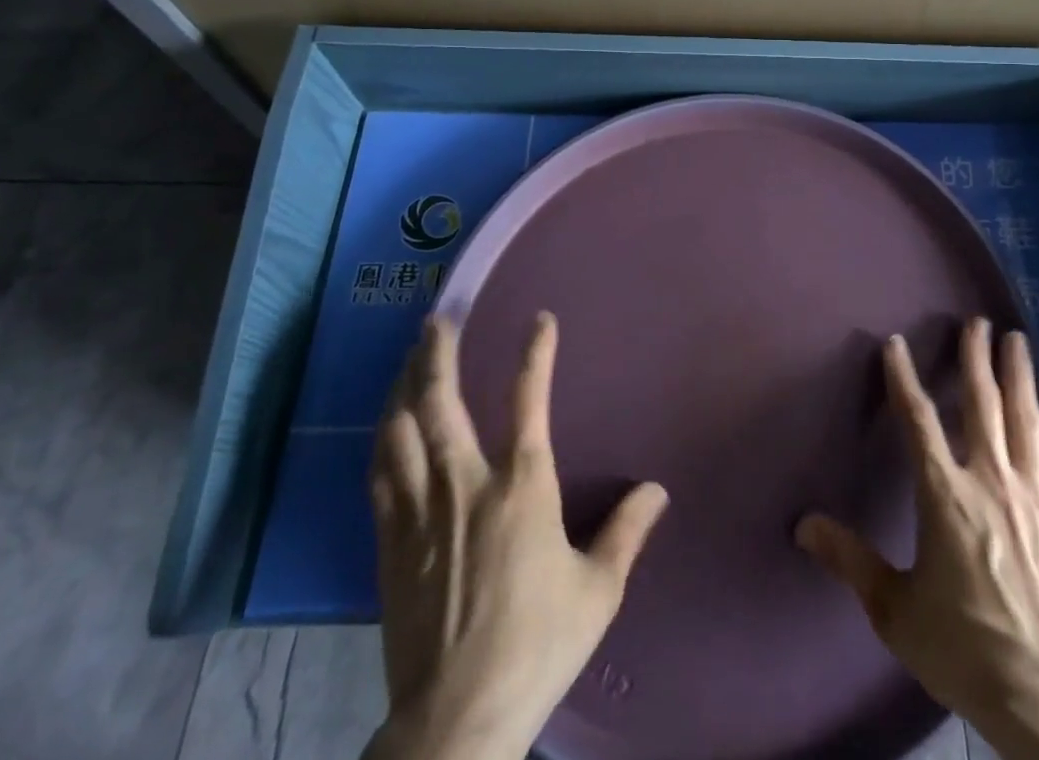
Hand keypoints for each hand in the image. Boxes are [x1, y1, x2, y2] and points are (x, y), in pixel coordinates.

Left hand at [365, 313, 669, 759]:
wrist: (455, 723)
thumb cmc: (536, 647)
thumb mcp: (597, 591)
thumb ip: (626, 532)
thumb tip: (657, 490)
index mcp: (523, 488)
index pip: (528, 399)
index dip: (536, 352)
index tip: (541, 319)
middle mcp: (466, 484)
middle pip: (442, 401)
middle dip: (438, 353)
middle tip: (437, 318)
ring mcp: (421, 511)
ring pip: (402, 431)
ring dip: (403, 387)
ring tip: (407, 357)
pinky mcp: (390, 544)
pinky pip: (380, 475)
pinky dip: (384, 439)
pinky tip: (386, 426)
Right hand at [796, 318, 1038, 759]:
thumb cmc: (963, 647)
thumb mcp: (894, 608)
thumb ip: (850, 559)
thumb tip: (803, 524)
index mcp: (945, 494)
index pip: (918, 420)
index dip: (903, 377)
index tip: (895, 343)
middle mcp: (991, 480)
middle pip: (982, 405)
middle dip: (976, 359)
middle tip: (978, 322)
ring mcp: (1036, 497)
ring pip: (1026, 421)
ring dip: (1019, 377)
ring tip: (1017, 341)